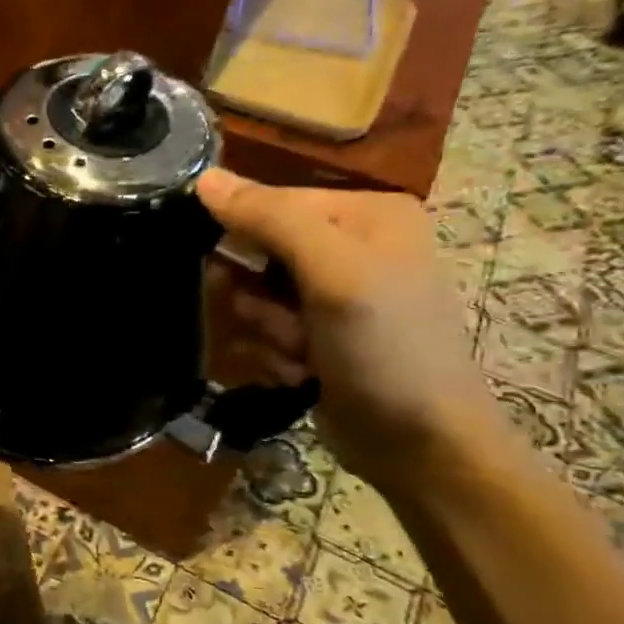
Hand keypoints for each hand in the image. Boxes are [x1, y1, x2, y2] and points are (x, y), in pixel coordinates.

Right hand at [196, 169, 499, 484]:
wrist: (421, 445)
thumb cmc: (386, 348)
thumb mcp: (333, 273)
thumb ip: (270, 219)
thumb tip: (202, 178)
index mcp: (366, 213)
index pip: (270, 203)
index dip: (245, 238)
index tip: (240, 275)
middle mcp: (349, 246)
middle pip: (256, 253)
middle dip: (259, 297)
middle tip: (289, 324)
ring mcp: (332, 295)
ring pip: (252, 297)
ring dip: (265, 332)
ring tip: (301, 355)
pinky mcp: (316, 336)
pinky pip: (262, 331)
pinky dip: (273, 355)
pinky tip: (302, 374)